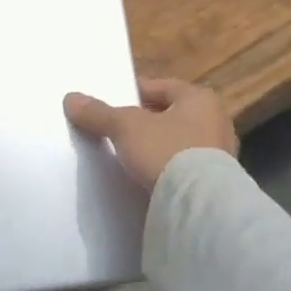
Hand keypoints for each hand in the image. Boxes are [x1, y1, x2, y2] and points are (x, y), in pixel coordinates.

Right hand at [64, 78, 236, 191]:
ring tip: (126, 154)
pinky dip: (165, 168)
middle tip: (115, 128)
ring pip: (177, 142)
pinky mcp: (215, 182)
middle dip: (144, 121)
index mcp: (200, 99)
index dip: (134, 91)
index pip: (162, 86)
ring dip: (155, 146)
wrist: (197, 204)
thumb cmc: (166, 150)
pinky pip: (183, 167)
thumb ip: (98, 113)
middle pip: (170, 115)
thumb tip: (71, 98)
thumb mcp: (124, 126)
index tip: (112, 101)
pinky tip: (145, 176)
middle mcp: (216, 122)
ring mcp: (220, 154)